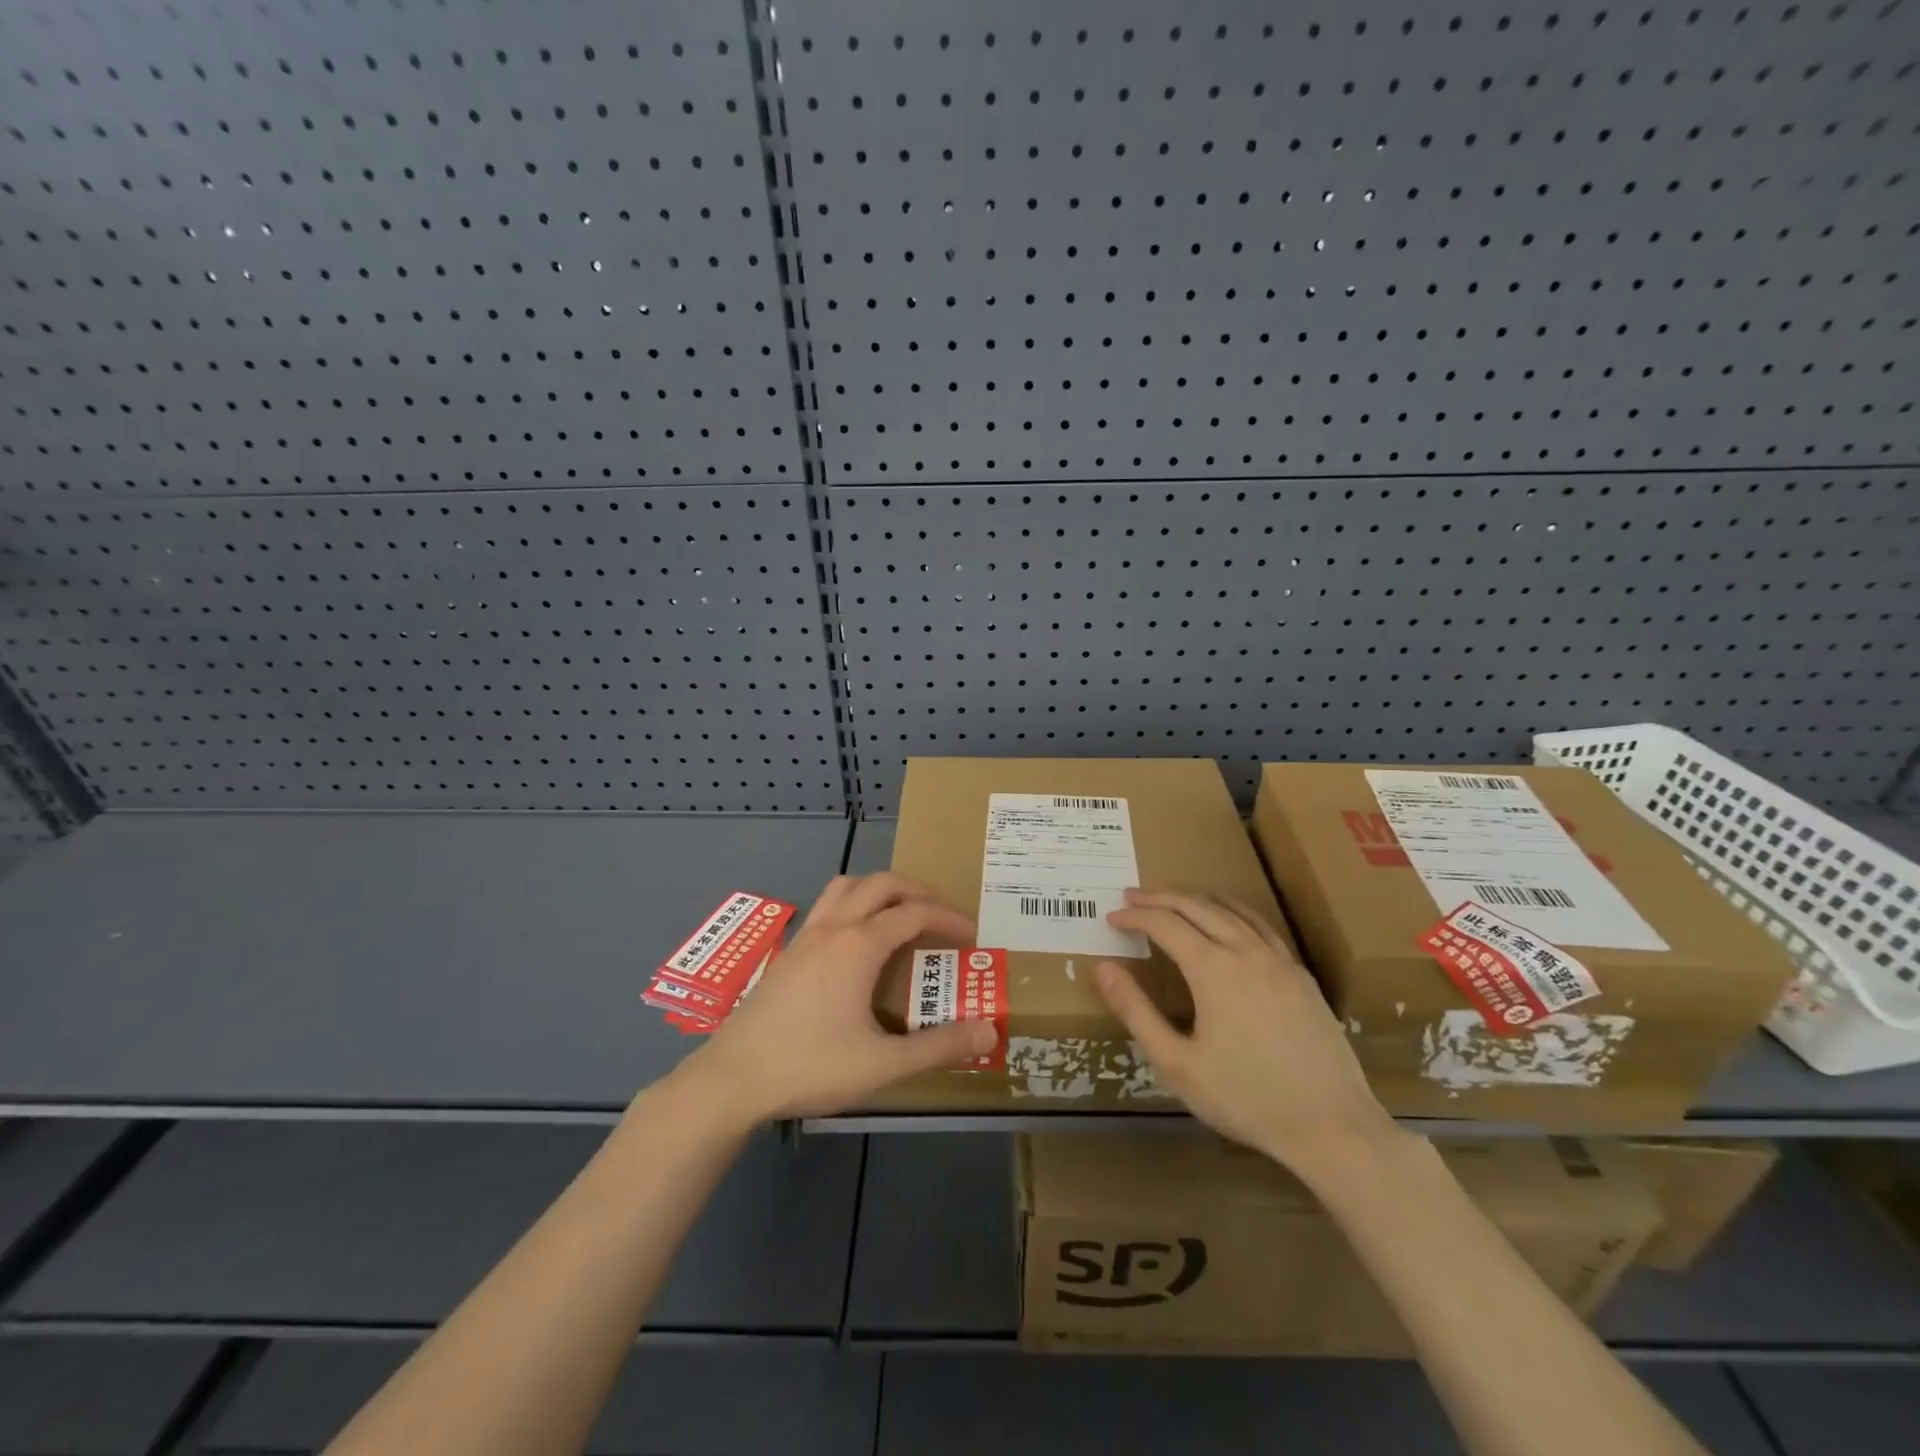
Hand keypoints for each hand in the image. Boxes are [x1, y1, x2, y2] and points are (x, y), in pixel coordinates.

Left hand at [675, 873, 996, 1126]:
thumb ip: (939, 1046)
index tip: (972, 933)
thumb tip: (989, 1029)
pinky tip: (856, 942)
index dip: (948, 917)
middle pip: (881, 884)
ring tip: (900, 914)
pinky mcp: (788, 951)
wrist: (734, 1078)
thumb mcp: (884, 1064)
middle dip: (918, 891)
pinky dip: (852, 905)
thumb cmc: (812, 1066)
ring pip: (847, 887)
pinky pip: (827, 906)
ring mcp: (805, 936)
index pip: (915, 913)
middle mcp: (833, 928)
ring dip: (880, 890)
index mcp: (859, 945)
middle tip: (942, 914)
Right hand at [1095, 889, 1403, 1182]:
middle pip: (1197, 907)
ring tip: (1172, 898)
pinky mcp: (1300, 975)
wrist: (1331, 1125)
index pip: (1165, 924)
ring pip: (1231, 910)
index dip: (1135, 917)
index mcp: (1213, 969)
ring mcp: (1279, 960)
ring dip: (1196, 898)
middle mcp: (1246, 951)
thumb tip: (1102, 968)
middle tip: (1132, 897)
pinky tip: (1227, 920)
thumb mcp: (1177, 1064)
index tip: (1111, 918)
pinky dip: (1232, 911)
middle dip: (1160, 898)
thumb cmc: (1245, 1098)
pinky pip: (1260, 925)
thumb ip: (1136, 1012)